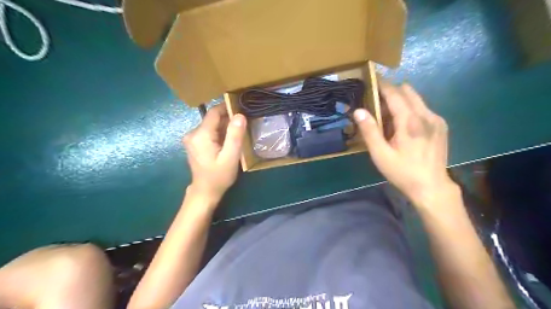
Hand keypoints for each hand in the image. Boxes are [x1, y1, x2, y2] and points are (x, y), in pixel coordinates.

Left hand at [183, 105, 247, 201]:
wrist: (205, 191)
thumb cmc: (219, 176)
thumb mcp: (230, 157)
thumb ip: (235, 136)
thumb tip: (239, 115)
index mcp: (201, 135)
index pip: (214, 112)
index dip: (228, 108)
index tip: (243, 109)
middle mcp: (193, 133)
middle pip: (213, 119)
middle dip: (229, 120)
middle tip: (244, 125)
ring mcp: (192, 138)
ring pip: (212, 125)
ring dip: (225, 127)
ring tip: (238, 134)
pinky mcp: (195, 143)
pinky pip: (209, 132)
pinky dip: (220, 134)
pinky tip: (228, 142)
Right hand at [353, 80, 456, 202]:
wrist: (431, 186)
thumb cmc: (402, 172)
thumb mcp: (380, 155)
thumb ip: (370, 131)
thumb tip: (358, 111)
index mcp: (410, 122)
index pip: (395, 94)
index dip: (383, 85)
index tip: (373, 79)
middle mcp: (426, 115)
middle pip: (407, 92)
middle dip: (391, 91)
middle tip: (377, 100)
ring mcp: (436, 120)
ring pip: (416, 99)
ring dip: (401, 100)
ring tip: (388, 114)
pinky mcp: (441, 125)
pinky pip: (423, 108)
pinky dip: (411, 109)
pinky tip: (404, 124)